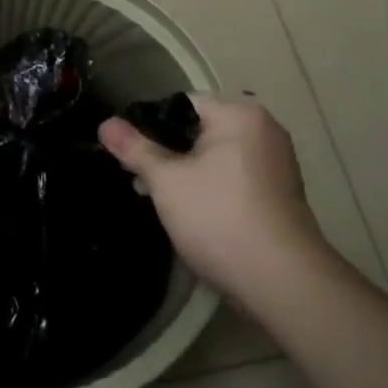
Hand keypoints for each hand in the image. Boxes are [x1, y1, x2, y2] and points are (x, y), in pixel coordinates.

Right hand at [99, 93, 324, 303]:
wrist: (283, 282)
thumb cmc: (220, 218)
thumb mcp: (167, 181)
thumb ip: (135, 149)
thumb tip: (105, 124)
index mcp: (239, 114)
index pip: (182, 104)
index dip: (150, 126)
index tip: (130, 155)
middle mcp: (264, 129)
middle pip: (200, 130)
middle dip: (168, 154)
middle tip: (140, 182)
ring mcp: (277, 163)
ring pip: (217, 157)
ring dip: (188, 174)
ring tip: (161, 201)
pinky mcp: (281, 195)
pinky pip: (236, 178)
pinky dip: (213, 189)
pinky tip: (195, 216)